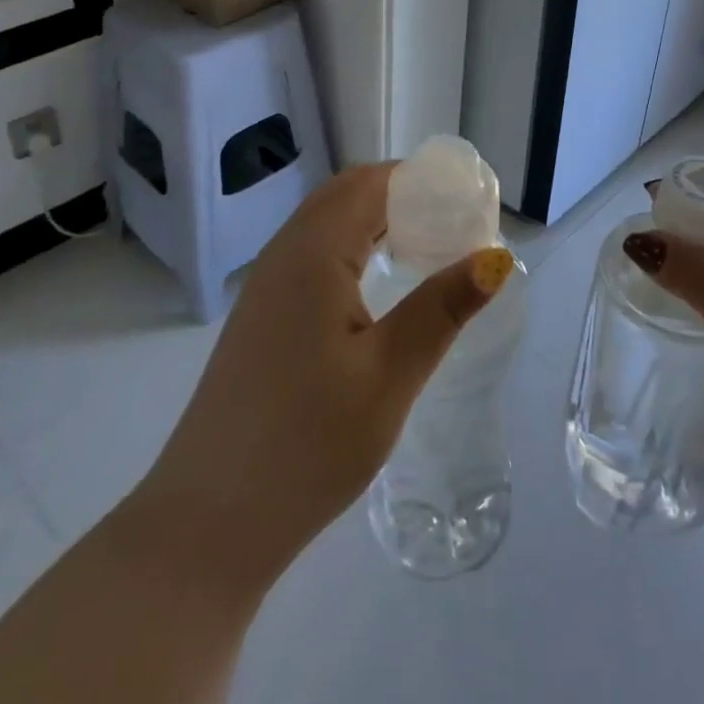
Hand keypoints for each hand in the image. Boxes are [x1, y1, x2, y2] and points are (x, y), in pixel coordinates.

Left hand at [132, 164, 515, 597]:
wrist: (208, 522)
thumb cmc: (307, 444)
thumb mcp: (389, 375)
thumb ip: (441, 308)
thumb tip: (494, 257)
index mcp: (313, 253)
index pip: (372, 183)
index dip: (423, 181)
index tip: (470, 205)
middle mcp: (284, 253)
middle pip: (348, 194)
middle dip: (404, 196)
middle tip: (456, 227)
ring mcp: (266, 284)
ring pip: (328, 223)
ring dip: (378, 220)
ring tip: (428, 250)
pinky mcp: (261, 315)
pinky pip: (312, 254)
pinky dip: (353, 247)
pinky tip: (379, 286)